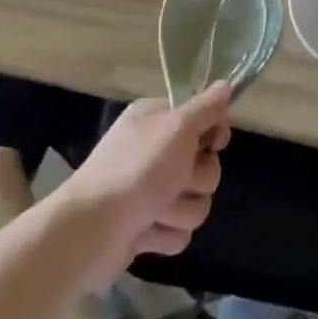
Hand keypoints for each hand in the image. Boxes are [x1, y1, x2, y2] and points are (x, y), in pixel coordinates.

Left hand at [60, 84, 229, 283]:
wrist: (91, 230)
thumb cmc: (138, 170)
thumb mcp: (177, 128)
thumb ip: (206, 108)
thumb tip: (225, 84)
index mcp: (156, 120)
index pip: (204, 118)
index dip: (214, 133)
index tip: (213, 144)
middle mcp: (153, 151)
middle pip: (205, 164)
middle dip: (196, 180)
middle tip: (176, 180)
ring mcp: (149, 191)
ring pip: (195, 201)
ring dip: (181, 210)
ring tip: (155, 212)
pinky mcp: (146, 226)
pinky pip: (178, 231)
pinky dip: (165, 234)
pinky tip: (145, 232)